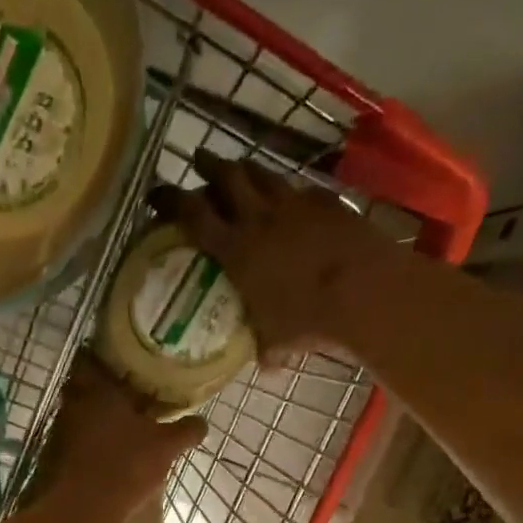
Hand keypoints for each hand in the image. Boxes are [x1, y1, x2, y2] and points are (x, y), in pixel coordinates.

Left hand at [35, 357, 205, 519]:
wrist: (81, 511)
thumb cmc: (125, 466)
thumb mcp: (166, 447)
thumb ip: (186, 430)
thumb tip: (202, 422)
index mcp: (97, 387)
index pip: (93, 357)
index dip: (110, 356)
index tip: (129, 361)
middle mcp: (73, 402)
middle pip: (86, 385)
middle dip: (106, 388)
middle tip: (132, 393)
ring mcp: (61, 429)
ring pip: (81, 411)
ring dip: (99, 414)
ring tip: (126, 422)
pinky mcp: (56, 454)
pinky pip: (77, 436)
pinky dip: (92, 438)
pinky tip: (111, 448)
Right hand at [150, 152, 411, 365]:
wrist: (366, 293)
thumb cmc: (309, 320)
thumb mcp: (276, 340)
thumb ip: (265, 347)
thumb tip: (265, 363)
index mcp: (235, 250)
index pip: (193, 214)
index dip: (171, 199)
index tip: (156, 192)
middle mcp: (259, 218)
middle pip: (227, 177)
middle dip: (208, 165)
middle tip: (198, 160)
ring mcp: (295, 205)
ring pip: (262, 173)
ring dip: (246, 169)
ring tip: (239, 169)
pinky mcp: (326, 202)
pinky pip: (299, 188)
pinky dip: (287, 189)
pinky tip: (289, 196)